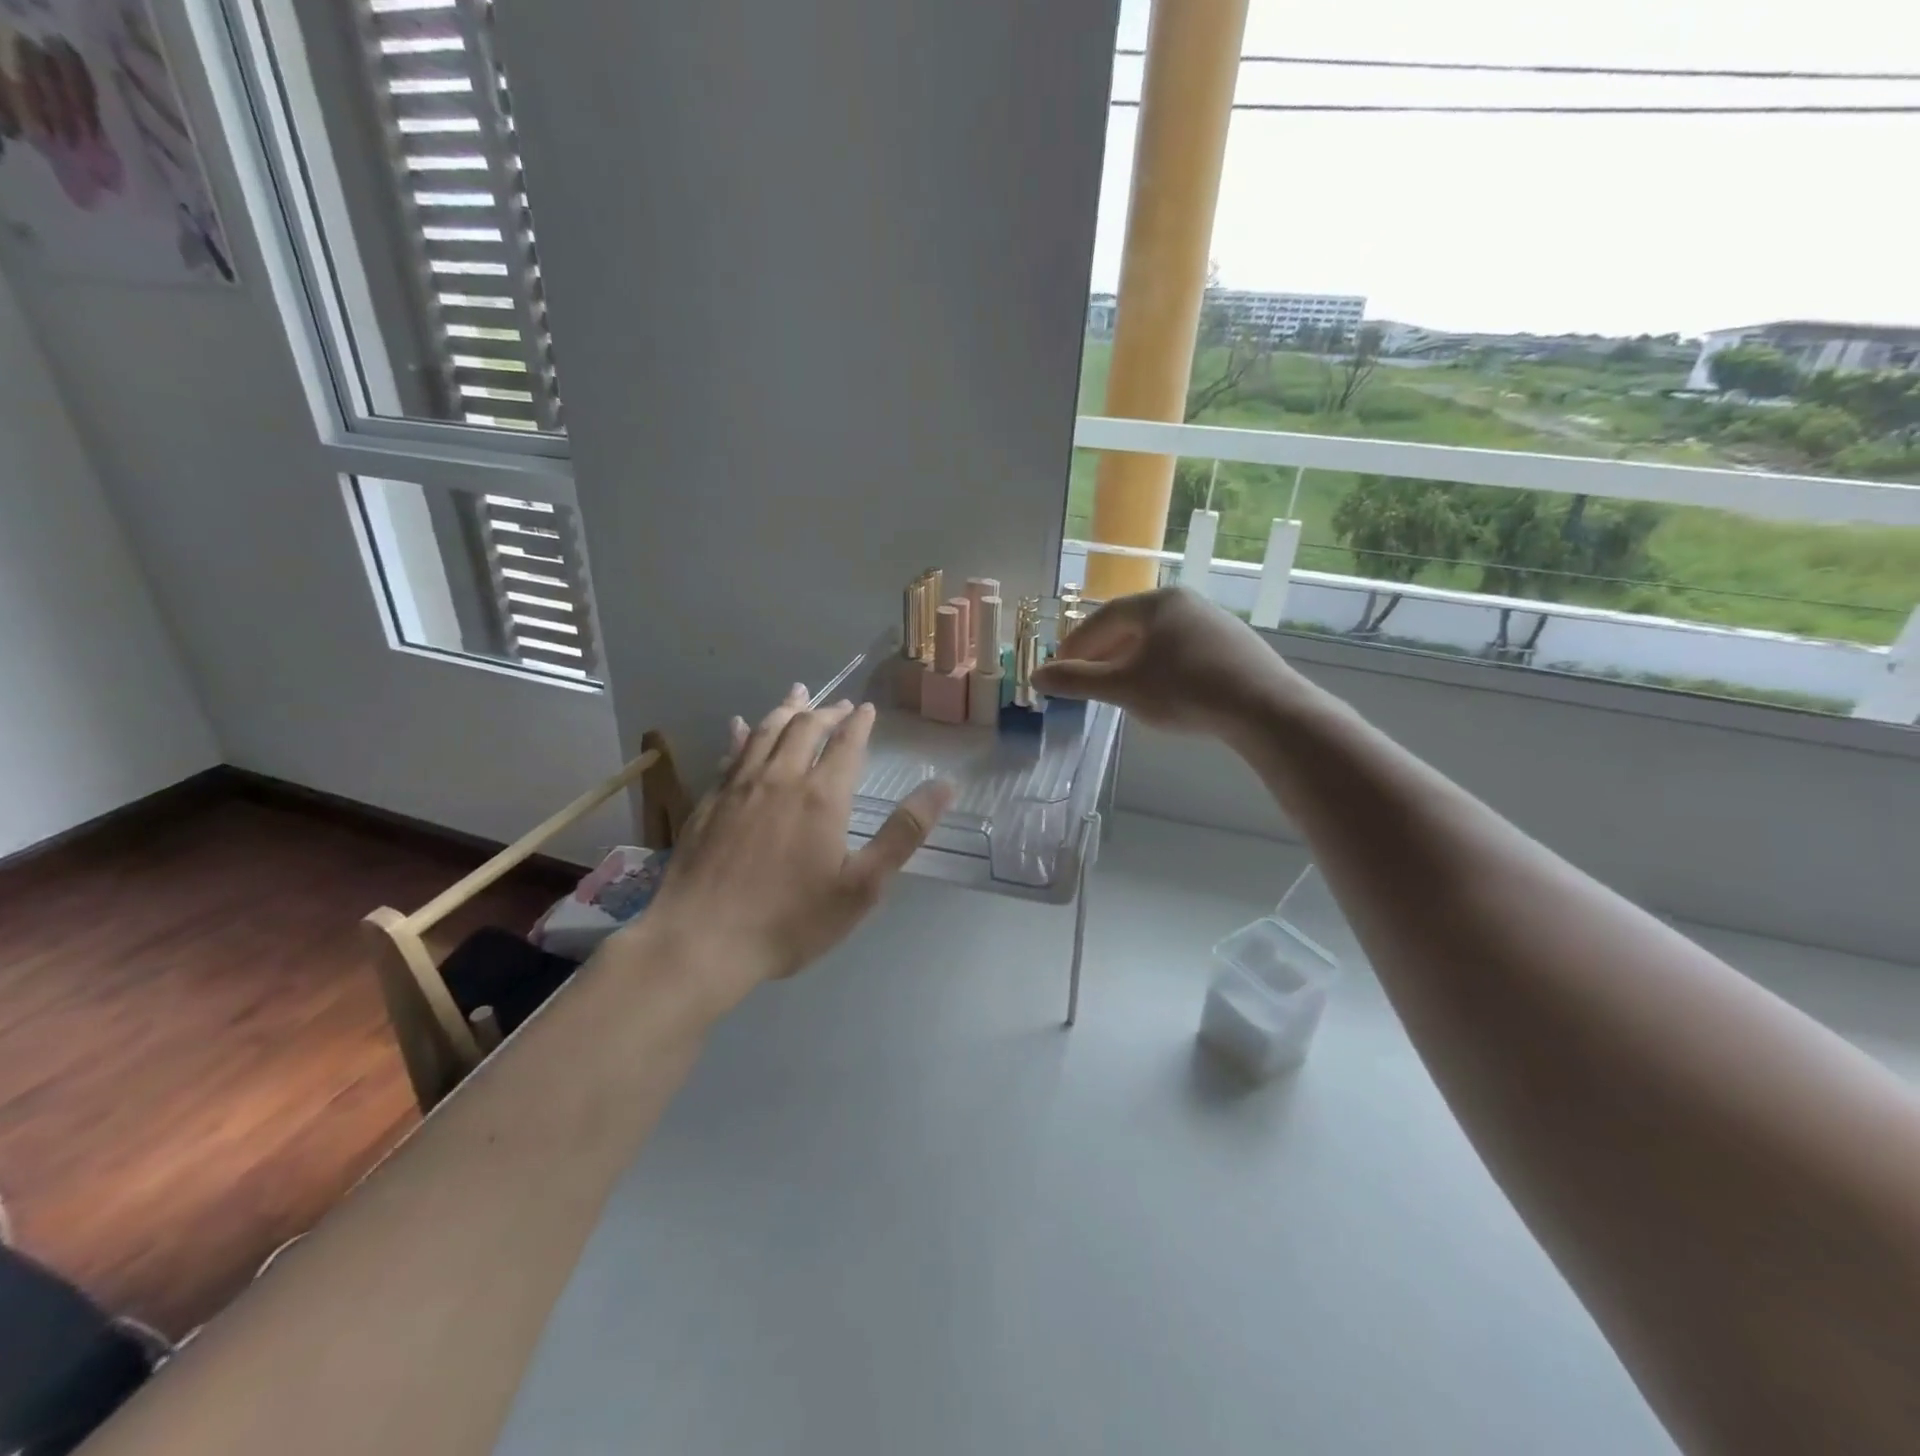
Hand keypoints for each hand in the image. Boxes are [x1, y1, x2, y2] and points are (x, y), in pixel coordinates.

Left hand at [640, 686, 952, 1004]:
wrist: (702, 940)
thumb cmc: (790, 918)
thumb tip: (944, 786)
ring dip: (786, 709)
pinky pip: (731, 753)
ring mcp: (739, 786)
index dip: (860, 723)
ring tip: (798, 694)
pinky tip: (740, 725)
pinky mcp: (710, 800)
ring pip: (765, 731)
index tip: (868, 709)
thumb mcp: (862, 886)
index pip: (846, 744)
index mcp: (822, 795)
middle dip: (826, 712)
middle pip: (804, 728)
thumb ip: (903, 833)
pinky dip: (742, 733)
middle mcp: (780, 778)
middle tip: (840, 706)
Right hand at [1031, 587, 1303, 737]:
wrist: (1264, 707)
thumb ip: (1077, 681)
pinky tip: (1159, 692)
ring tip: (1116, 689)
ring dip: (1129, 662)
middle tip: (1083, 681)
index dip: (1074, 645)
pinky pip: (1181, 651)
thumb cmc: (1184, 691)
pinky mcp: (1232, 644)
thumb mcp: (1123, 688)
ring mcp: (1212, 621)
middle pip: (1129, 626)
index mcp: (1155, 602)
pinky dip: (1158, 667)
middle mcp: (1184, 602)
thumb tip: (1036, 677)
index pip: (1101, 619)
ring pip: (1156, 639)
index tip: (1058, 669)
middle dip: (1101, 654)